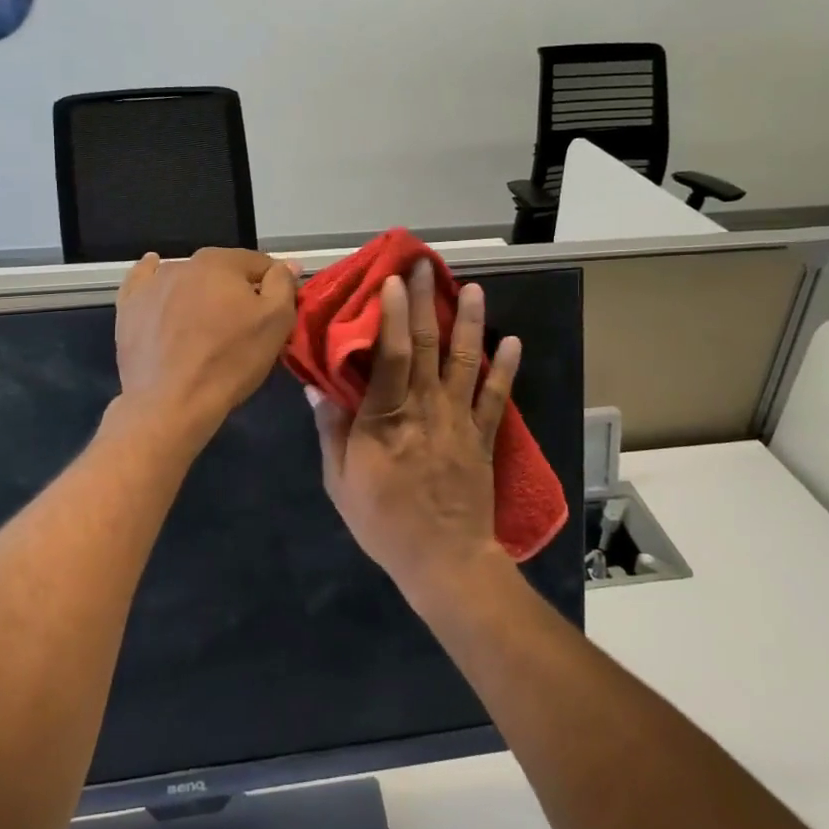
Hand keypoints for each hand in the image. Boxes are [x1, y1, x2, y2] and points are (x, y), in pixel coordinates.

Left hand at [114, 247, 297, 447]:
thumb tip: (286, 264)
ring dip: (200, 293)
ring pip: (187, 279)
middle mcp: (184, 263)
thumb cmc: (230, 361)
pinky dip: (153, 278)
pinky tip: (155, 275)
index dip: (272, 287)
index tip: (274, 313)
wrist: (171, 402)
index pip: (259, 265)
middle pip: (222, 272)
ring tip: (204, 325)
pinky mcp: (129, 306)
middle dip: (235, 291)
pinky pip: (144, 282)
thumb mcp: (275, 323)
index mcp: (221, 262)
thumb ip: (283, 285)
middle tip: (241, 326)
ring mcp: (152, 284)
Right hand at [309, 258, 521, 604]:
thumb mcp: (340, 480)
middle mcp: (426, 409)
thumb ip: (332, 430)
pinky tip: (511, 341)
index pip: (391, 354)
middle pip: (428, 346)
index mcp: (386, 418)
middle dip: (426, 302)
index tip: (392, 280)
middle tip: (425, 267)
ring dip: (470, 322)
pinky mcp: (483, 437)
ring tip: (473, 289)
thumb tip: (317, 386)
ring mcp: (460, 420)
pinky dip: (505, 368)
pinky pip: (496, 397)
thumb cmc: (384, 522)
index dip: (393, 314)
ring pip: (465, 361)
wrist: (443, 561)